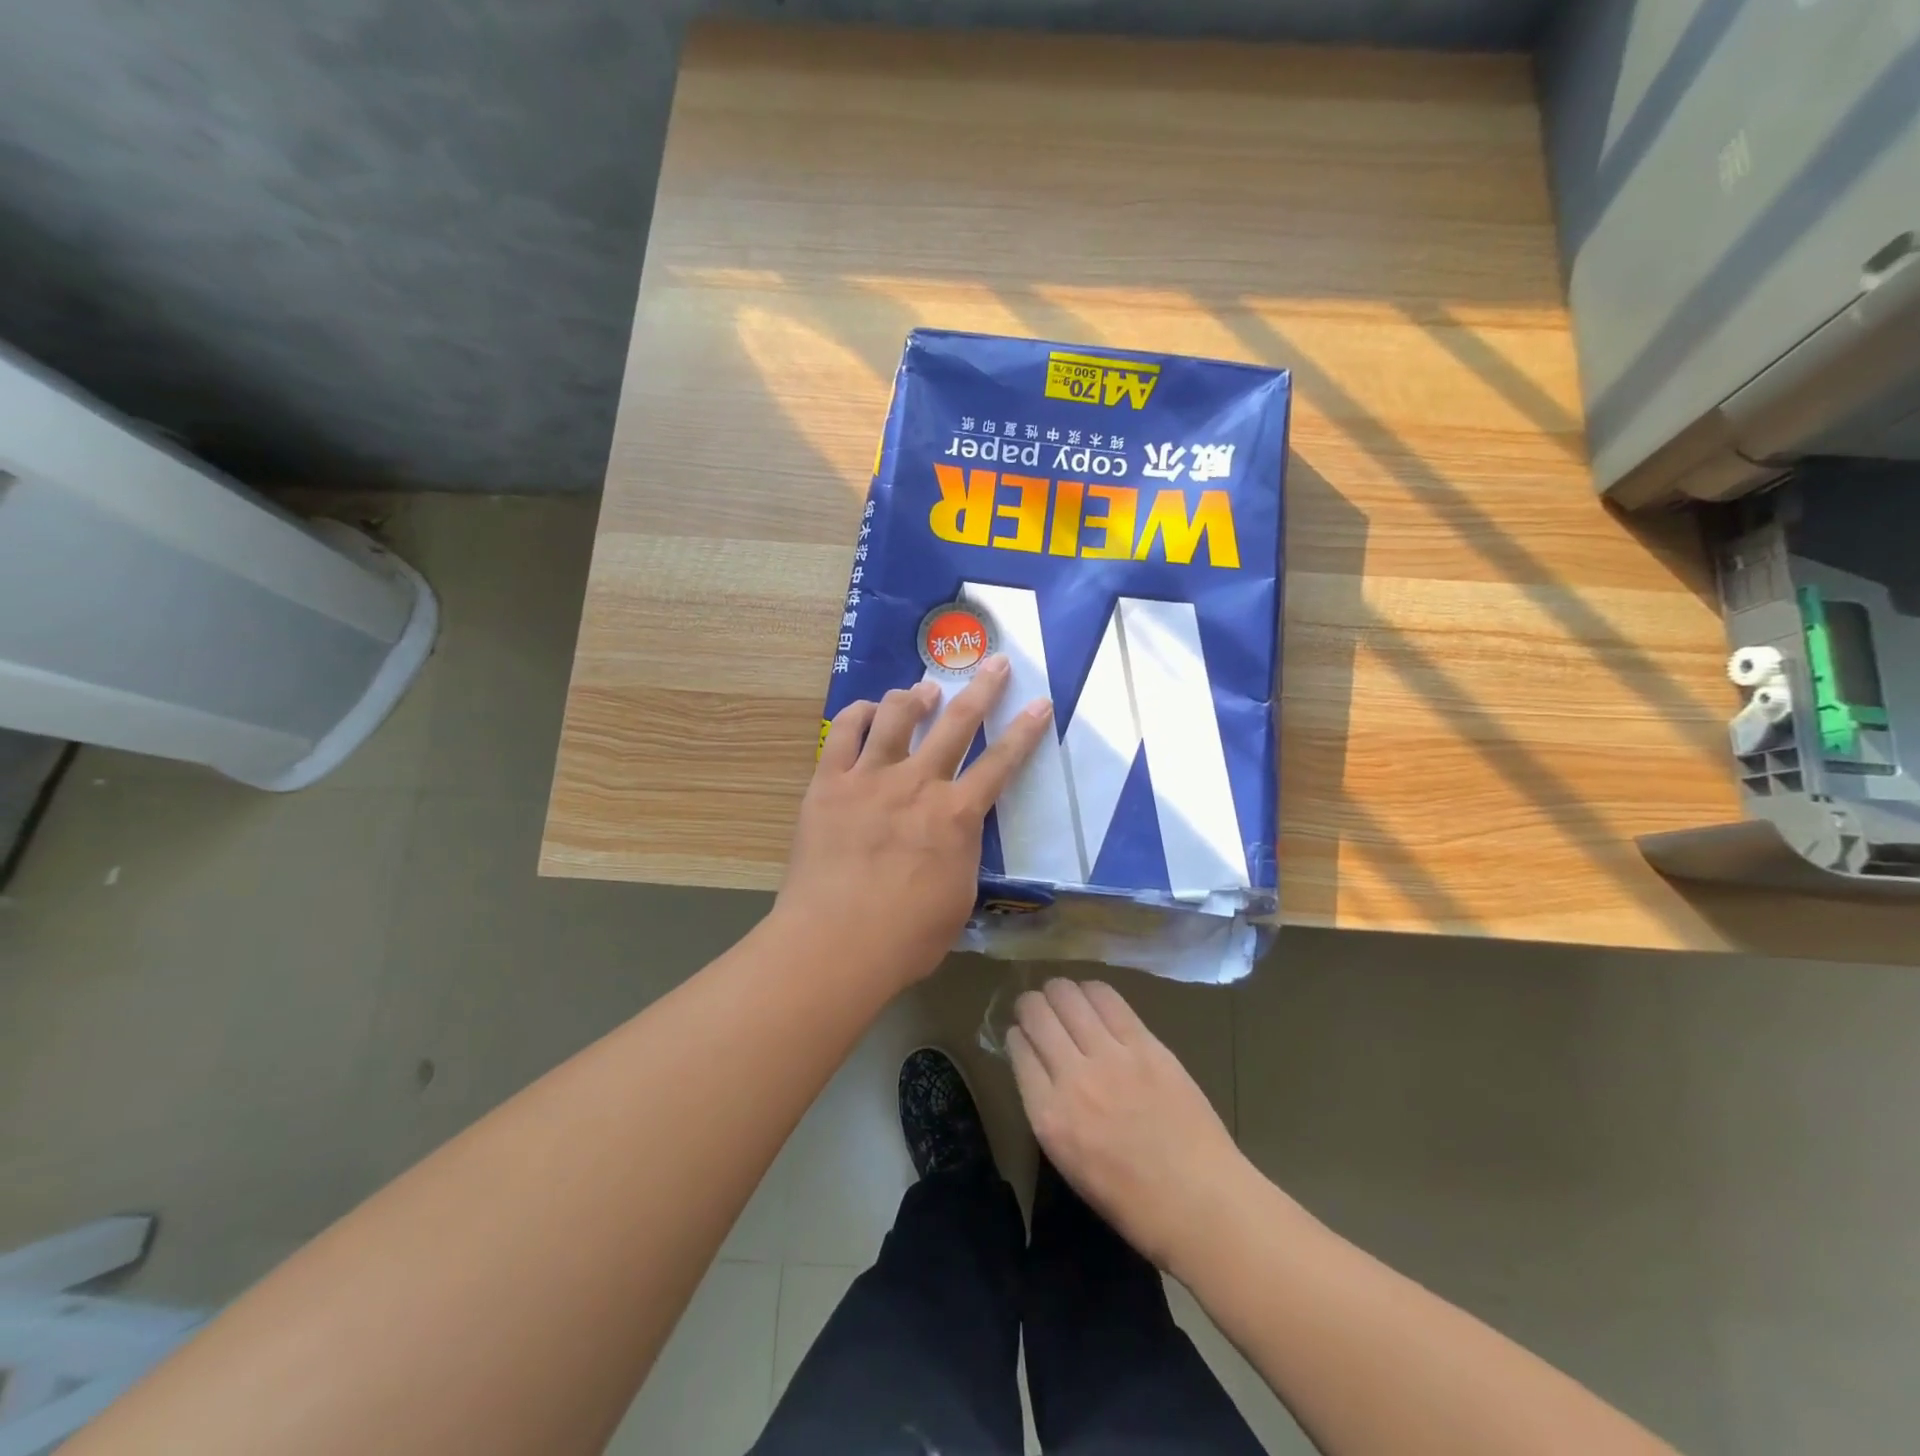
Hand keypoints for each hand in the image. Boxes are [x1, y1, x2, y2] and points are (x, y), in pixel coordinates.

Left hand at [776, 657, 1052, 987]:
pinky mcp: (829, 783)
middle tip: (996, 663)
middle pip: (957, 723)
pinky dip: (861, 714)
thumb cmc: (906, 938)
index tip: (1040, 702)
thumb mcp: (958, 898)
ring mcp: (870, 778)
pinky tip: (870, 711)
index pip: (1001, 763)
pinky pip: (845, 732)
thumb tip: (957, 833)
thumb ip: (962, 854)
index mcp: (957, 815)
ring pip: (897, 716)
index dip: (1024, 731)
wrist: (834, 945)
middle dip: (982, 689)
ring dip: (917, 696)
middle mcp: (918, 784)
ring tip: (925, 690)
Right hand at [1009, 979, 1252, 1271]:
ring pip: (1068, 997)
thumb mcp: (1069, 1162)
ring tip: (1062, 996)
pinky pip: (1108, 1000)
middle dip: (1030, 1005)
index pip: (1018, 1050)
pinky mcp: (1145, 1044)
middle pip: (1037, 1015)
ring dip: (1058, 992)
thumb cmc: (1133, 1201)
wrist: (1200, 1203)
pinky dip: (1092, 991)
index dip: (1017, 1036)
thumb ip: (1051, 1110)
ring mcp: (1111, 1057)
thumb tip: (1044, 1071)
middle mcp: (1072, 1078)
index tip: (1022, 1035)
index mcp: (1049, 1117)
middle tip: (1036, 1009)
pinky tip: (1091, 995)